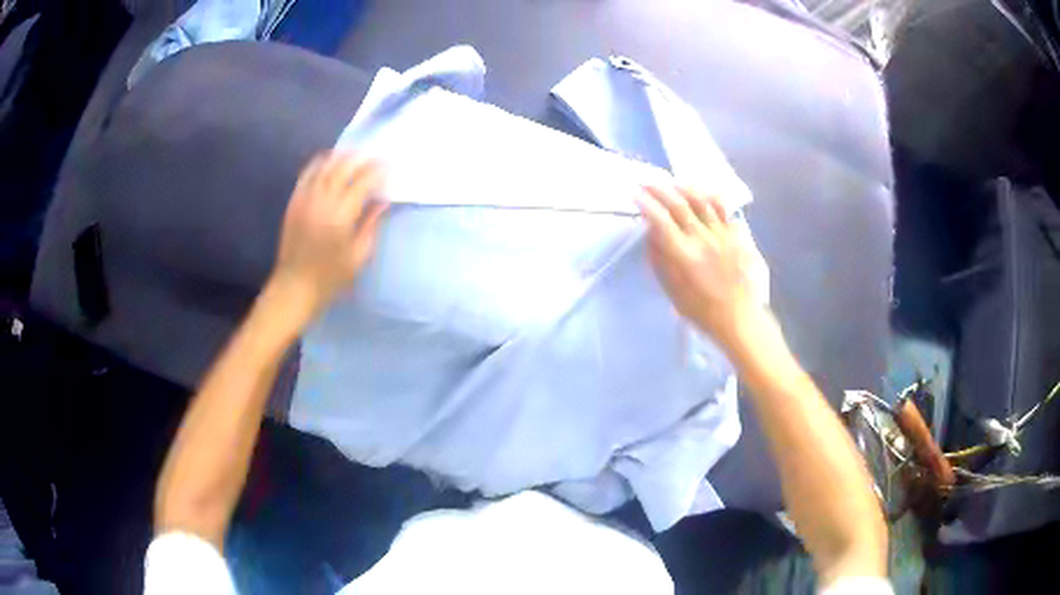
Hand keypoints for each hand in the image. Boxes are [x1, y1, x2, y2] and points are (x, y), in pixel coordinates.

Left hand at [270, 151, 386, 315]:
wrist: (294, 286)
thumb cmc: (330, 277)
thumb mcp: (358, 256)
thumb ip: (370, 225)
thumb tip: (382, 202)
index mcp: (341, 216)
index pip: (362, 183)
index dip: (377, 172)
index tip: (388, 167)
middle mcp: (322, 201)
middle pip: (343, 168)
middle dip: (361, 160)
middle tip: (374, 158)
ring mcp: (305, 198)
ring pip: (324, 166)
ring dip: (341, 157)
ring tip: (355, 156)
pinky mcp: (294, 201)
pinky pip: (307, 174)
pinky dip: (320, 163)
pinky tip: (329, 162)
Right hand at [636, 184, 757, 350]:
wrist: (737, 317)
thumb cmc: (700, 309)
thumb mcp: (671, 290)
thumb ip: (659, 260)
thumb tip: (651, 233)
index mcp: (684, 256)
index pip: (660, 220)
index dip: (645, 203)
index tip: (634, 193)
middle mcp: (702, 239)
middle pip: (679, 204)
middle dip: (659, 188)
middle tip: (647, 181)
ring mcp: (722, 234)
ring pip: (702, 200)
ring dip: (683, 188)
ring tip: (672, 184)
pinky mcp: (736, 235)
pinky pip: (723, 208)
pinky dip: (710, 197)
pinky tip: (702, 193)